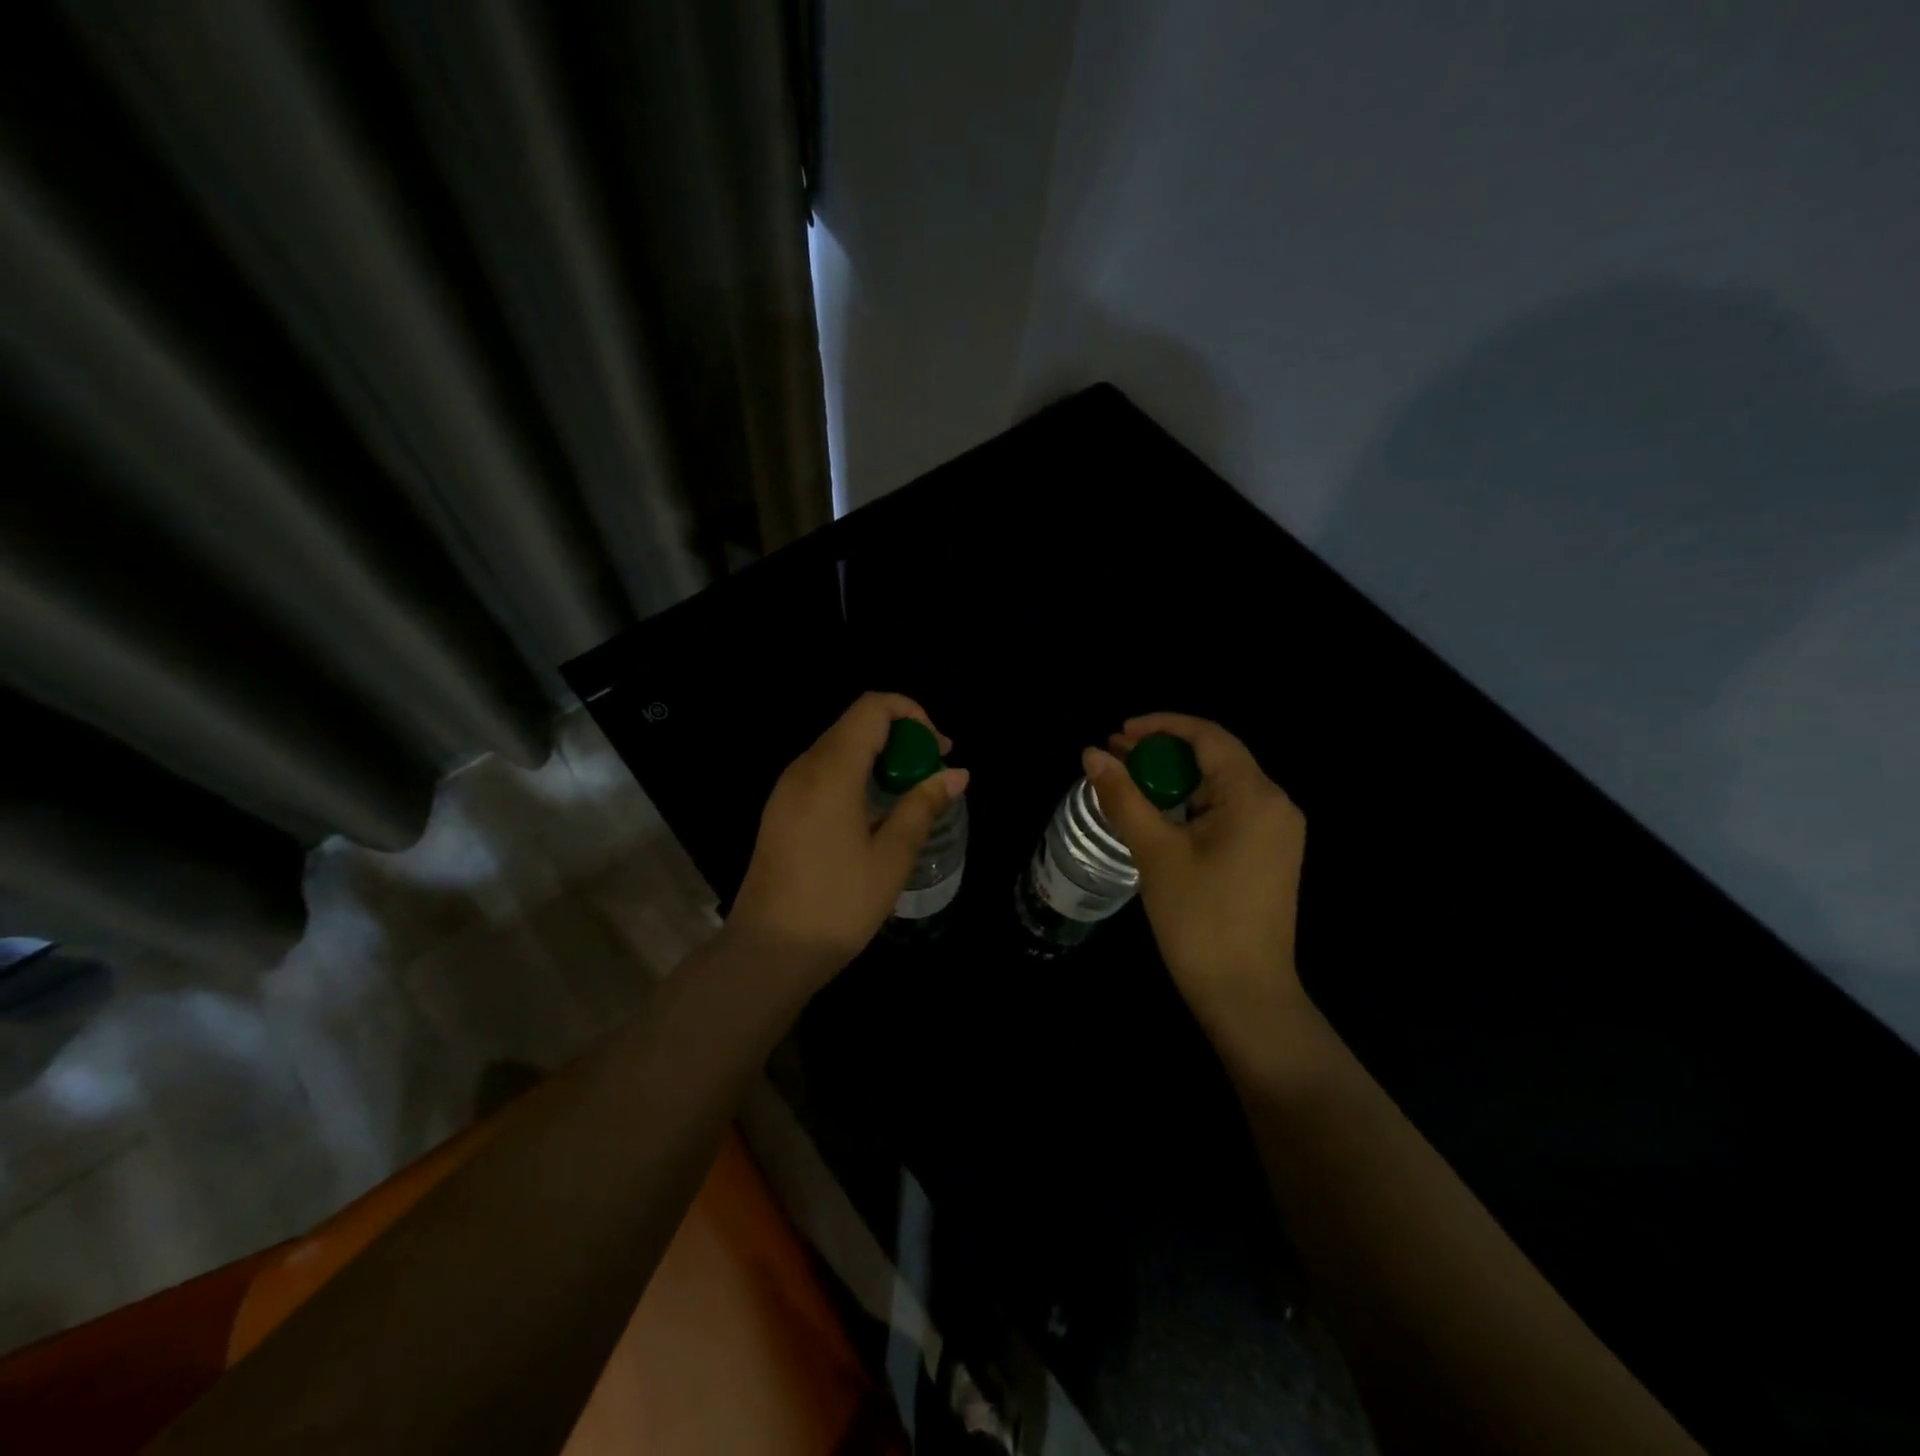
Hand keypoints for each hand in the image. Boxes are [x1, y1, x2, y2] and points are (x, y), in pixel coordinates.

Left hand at [727, 692, 968, 988]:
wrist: (768, 952)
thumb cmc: (837, 904)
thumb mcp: (891, 856)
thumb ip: (923, 805)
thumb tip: (957, 773)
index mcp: (831, 771)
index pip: (872, 707)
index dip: (912, 714)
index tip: (939, 750)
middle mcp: (803, 768)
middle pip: (855, 724)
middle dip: (900, 737)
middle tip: (932, 774)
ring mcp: (786, 789)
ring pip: (838, 748)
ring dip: (878, 758)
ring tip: (909, 794)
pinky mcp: (779, 811)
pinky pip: (822, 773)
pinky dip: (855, 775)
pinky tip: (873, 813)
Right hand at [1084, 713, 1307, 1051]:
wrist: (1245, 996)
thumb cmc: (1199, 920)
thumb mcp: (1155, 852)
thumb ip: (1123, 797)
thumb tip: (1090, 754)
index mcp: (1255, 796)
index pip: (1208, 737)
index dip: (1161, 726)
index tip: (1119, 732)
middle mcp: (1276, 804)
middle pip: (1216, 757)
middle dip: (1164, 751)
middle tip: (1115, 754)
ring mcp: (1277, 831)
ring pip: (1221, 785)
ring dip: (1176, 778)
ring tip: (1129, 780)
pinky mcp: (1270, 854)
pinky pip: (1229, 811)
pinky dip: (1192, 804)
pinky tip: (1159, 812)